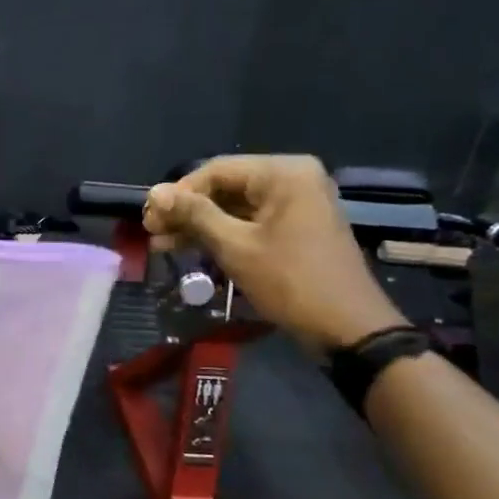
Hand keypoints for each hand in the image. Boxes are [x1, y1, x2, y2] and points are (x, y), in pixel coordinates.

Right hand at [144, 155, 404, 354]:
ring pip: (235, 206)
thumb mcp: (235, 246)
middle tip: (153, 234)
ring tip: (164, 245)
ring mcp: (298, 203)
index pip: (215, 171)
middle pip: (225, 186)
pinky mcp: (297, 227)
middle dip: (186, 211)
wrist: (348, 328)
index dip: (178, 193)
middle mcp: (293, 179)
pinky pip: (251, 221)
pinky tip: (193, 249)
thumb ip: (194, 215)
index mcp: (283, 173)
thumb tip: (155, 193)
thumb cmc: (290, 281)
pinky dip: (222, 234)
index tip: (149, 219)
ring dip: (199, 225)